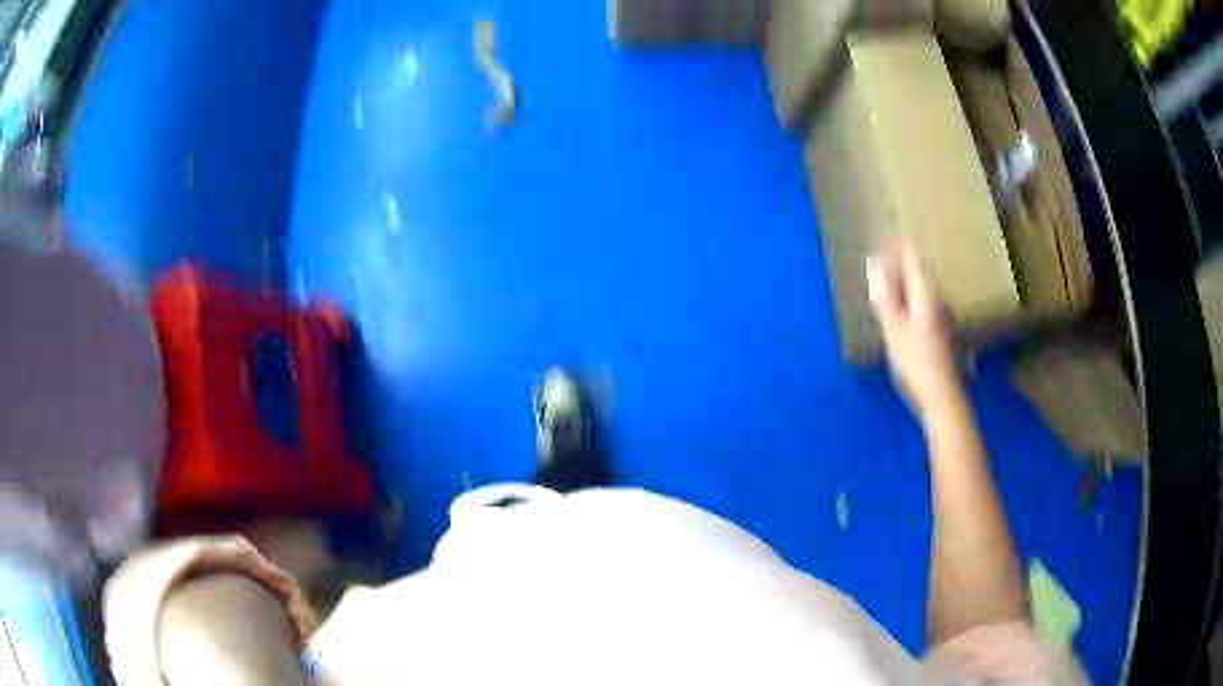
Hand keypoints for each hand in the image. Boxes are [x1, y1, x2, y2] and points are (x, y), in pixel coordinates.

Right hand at [867, 241, 962, 415]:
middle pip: (921, 270)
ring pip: (922, 285)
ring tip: (889, 274)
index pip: (913, 259)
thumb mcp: (894, 331)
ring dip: (906, 276)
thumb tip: (874, 266)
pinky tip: (902, 304)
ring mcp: (940, 316)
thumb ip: (885, 298)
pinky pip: (922, 299)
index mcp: (926, 296)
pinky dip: (909, 293)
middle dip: (902, 258)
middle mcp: (936, 300)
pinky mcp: (939, 330)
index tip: (882, 234)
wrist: (941, 397)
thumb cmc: (916, 364)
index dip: (897, 245)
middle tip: (883, 251)